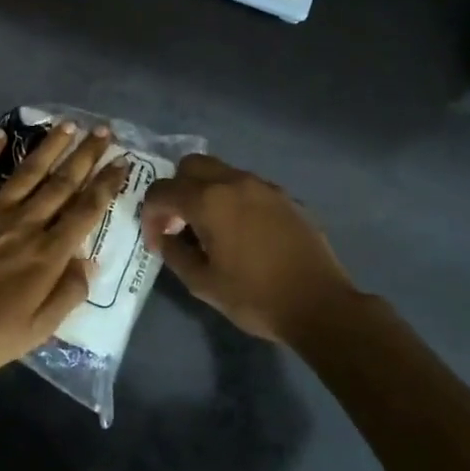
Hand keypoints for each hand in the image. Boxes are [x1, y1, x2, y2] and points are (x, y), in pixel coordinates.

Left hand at [0, 121, 128, 374]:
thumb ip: (67, 294)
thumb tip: (89, 262)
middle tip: (104, 130)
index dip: (107, 184)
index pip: (86, 210)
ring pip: (28, 171)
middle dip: (86, 155)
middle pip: (62, 183)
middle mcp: (25, 223)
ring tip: (68, 124)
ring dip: (51, 146)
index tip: (122, 163)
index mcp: (47, 253)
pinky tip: (1, 133)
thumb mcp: (36, 331)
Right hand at [141, 154, 359, 344]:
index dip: (150, 215)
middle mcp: (235, 182)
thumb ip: (174, 254)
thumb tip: (164, 237)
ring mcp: (264, 186)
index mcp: (209, 201)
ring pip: (222, 172)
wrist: (319, 304)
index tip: (157, 241)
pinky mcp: (286, 197)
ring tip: (209, 229)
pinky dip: (232, 199)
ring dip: (205, 192)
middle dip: (177, 190)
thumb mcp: (203, 283)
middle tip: (179, 224)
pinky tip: (241, 233)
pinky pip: (247, 187)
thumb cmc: (255, 297)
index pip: (162, 191)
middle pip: (191, 166)